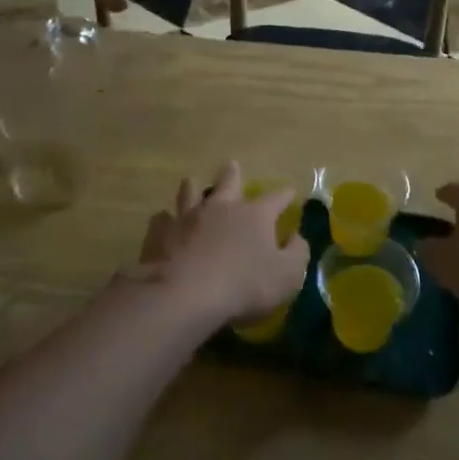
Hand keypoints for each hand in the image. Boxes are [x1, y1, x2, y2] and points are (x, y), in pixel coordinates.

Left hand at [138, 162, 309, 329]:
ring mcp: (188, 216)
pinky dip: (165, 220)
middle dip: (233, 174)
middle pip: (228, 182)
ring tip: (192, 183)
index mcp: (255, 215)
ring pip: (190, 192)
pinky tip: (164, 223)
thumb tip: (297, 236)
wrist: (185, 293)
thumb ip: (297, 253)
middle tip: (231, 166)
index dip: (285, 194)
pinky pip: (162, 219)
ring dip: (193, 188)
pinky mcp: (161, 233)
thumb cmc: (243, 285)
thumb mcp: (287, 276)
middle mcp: (221, 207)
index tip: (290, 191)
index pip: (276, 198)